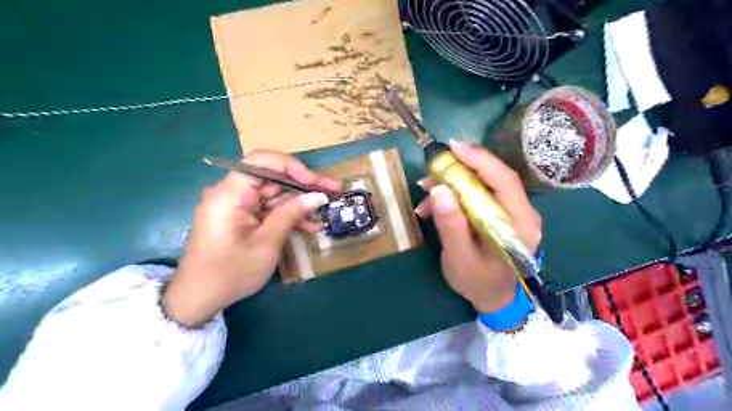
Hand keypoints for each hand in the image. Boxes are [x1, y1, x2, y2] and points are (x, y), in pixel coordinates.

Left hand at [161, 149, 338, 324]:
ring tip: (327, 209)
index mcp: (230, 194)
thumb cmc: (231, 272)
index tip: (314, 181)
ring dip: (300, 203)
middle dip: (303, 185)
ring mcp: (238, 206)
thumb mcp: (266, 243)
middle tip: (332, 192)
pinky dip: (288, 216)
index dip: (291, 166)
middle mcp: (233, 193)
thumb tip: (318, 196)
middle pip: (272, 177)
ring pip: (275, 194)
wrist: (199, 298)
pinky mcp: (243, 218)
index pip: (262, 161)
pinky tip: (310, 225)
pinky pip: (269, 210)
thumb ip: (291, 214)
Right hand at [414, 139, 539, 312]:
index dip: (479, 160)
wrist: (493, 298)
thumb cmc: (478, 282)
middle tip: (432, 169)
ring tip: (425, 191)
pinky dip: (455, 195)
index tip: (453, 148)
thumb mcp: (460, 257)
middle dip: (461, 169)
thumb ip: (451, 224)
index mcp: (520, 223)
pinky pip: (478, 195)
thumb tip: (438, 189)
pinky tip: (433, 206)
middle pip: (494, 177)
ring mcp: (512, 212)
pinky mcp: (500, 215)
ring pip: (483, 184)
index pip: (504, 180)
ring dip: (453, 183)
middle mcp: (522, 212)